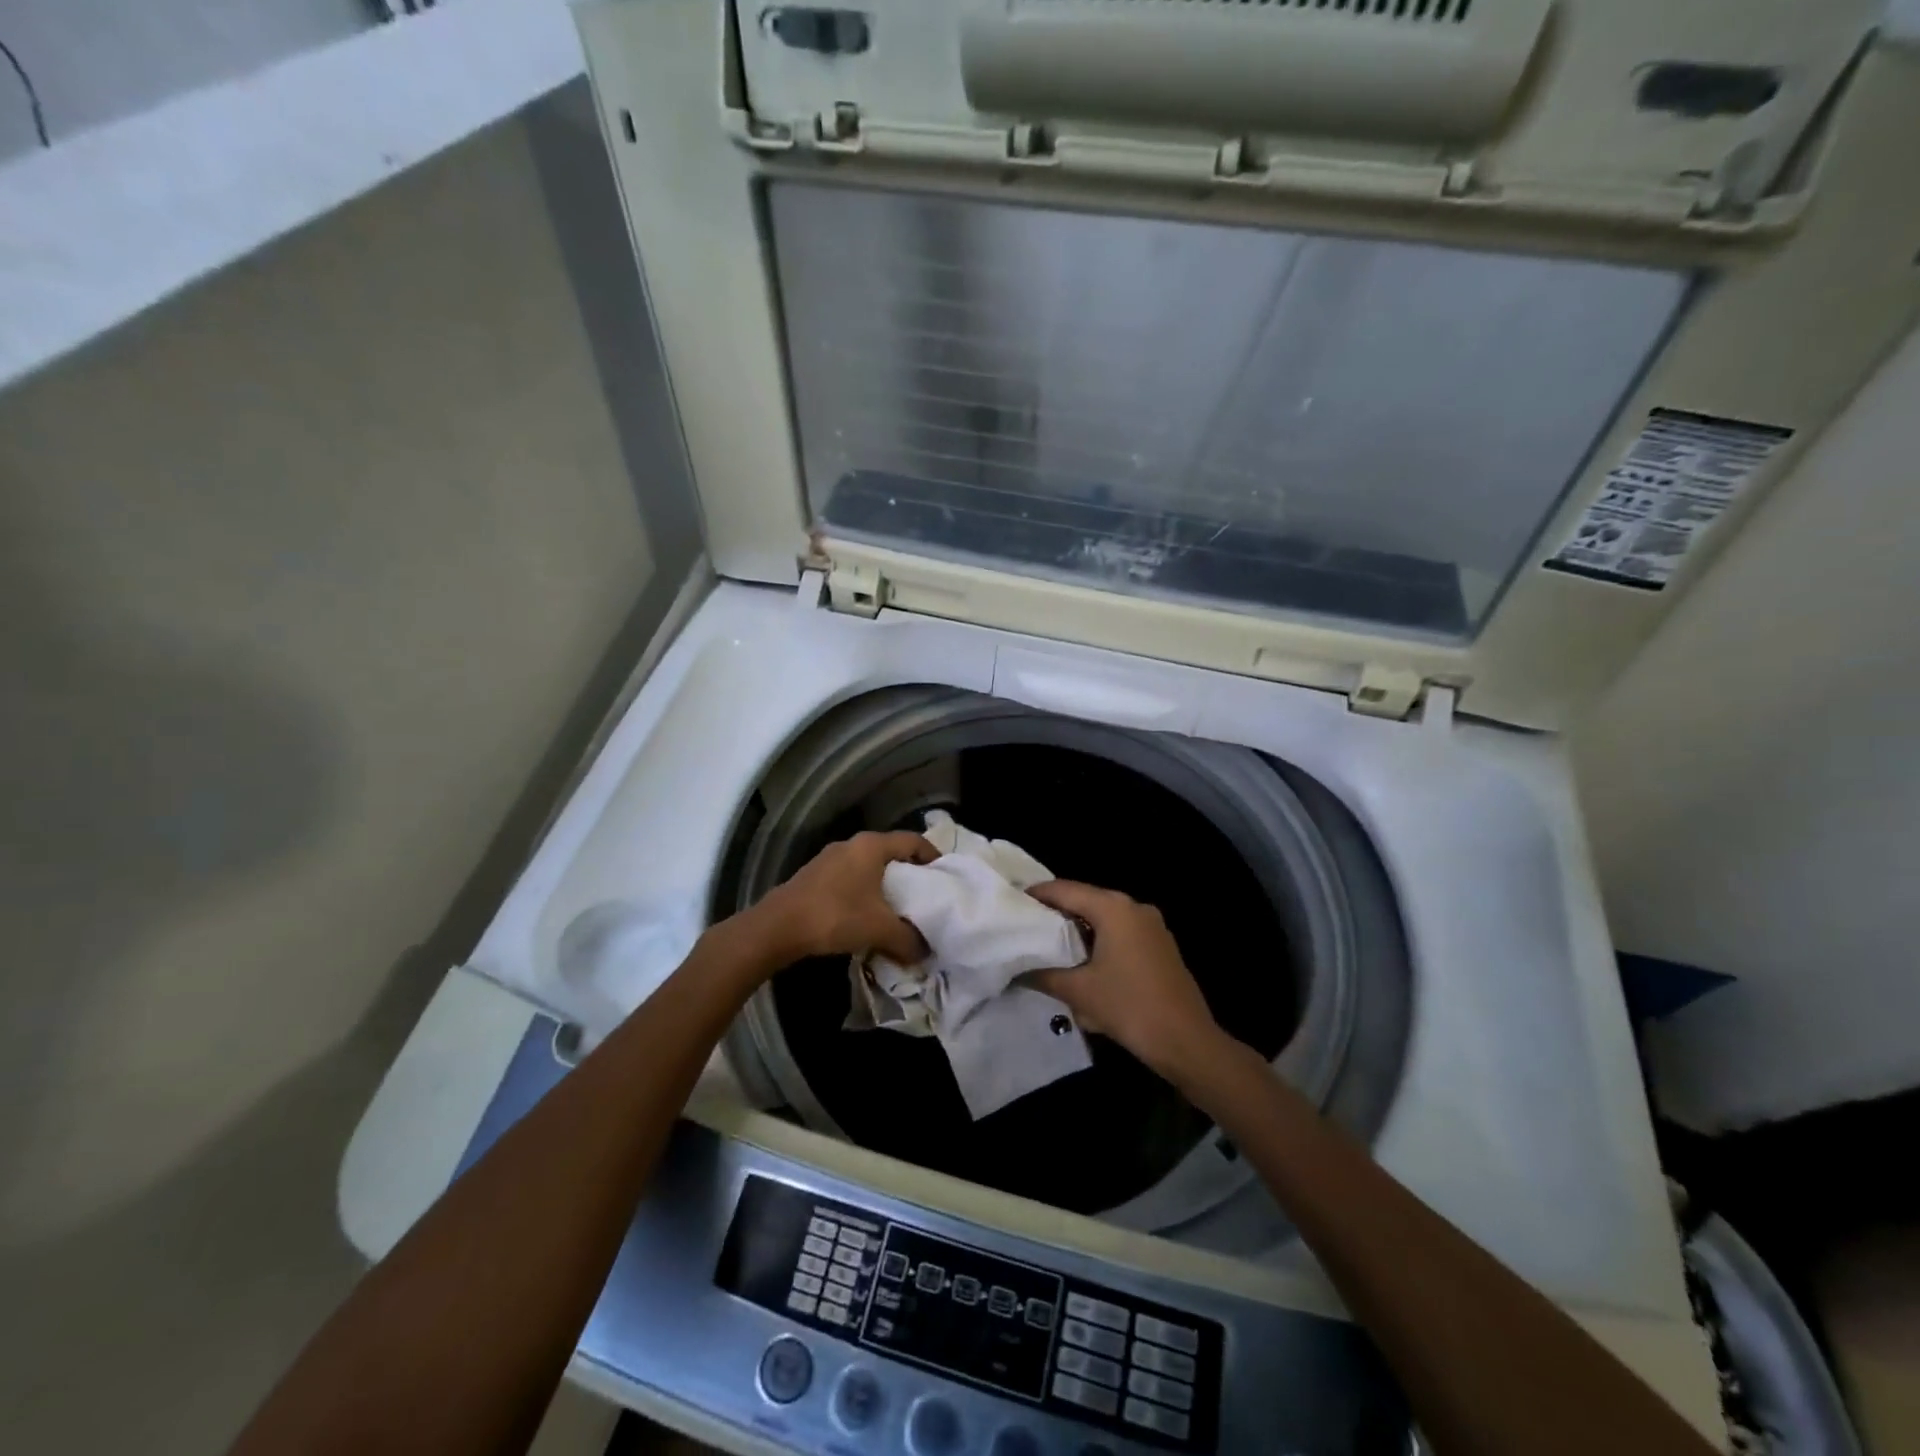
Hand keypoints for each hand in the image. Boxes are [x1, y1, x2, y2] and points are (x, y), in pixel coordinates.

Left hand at [751, 831, 935, 964]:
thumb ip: (909, 939)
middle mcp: (852, 844)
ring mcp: (830, 858)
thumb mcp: (880, 930)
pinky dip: (865, 892)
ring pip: (869, 867)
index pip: (913, 841)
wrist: (777, 927)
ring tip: (898, 910)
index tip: (944, 878)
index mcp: (872, 846)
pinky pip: (851, 878)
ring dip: (885, 885)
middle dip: (910, 874)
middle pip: (891, 853)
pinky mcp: (815, 876)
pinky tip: (866, 916)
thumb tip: (925, 952)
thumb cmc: (835, 916)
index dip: (933, 857)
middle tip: (925, 897)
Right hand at [1025, 880, 1222, 1077]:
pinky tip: (1082, 961)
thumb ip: (1042, 975)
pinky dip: (1098, 940)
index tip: (1011, 902)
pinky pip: (1120, 932)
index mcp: (1114, 908)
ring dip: (1077, 928)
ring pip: (1104, 917)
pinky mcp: (1160, 946)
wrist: (1187, 1041)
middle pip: (1085, 900)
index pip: (1064, 890)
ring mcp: (1151, 926)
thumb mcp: (1079, 992)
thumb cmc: (1129, 1007)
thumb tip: (1016, 969)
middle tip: (1025, 924)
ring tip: (1047, 943)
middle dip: (1055, 912)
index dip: (1036, 894)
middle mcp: (1134, 907)